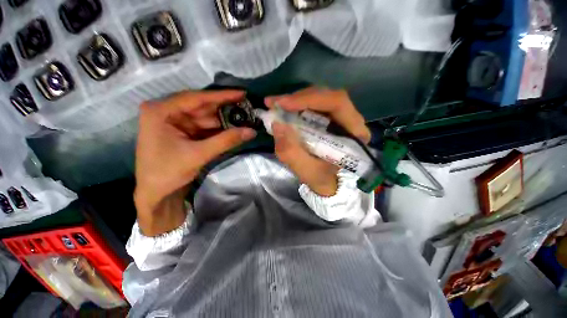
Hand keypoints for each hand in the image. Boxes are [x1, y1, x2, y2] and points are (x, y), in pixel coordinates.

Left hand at [135, 90, 255, 235]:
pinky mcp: (183, 132)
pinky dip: (219, 129)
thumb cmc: (167, 173)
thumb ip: (226, 141)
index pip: (196, 98)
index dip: (221, 96)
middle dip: (225, 110)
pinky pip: (205, 127)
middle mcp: (167, 112)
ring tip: (245, 119)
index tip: (241, 93)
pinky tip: (234, 128)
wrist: (156, 194)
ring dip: (225, 120)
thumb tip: (252, 131)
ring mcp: (176, 122)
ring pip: (206, 118)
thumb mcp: (198, 155)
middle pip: (202, 107)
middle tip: (247, 108)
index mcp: (161, 111)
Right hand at [265, 88, 370, 196]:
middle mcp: (351, 119)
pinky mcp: (328, 117)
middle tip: (274, 103)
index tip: (284, 104)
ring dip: (295, 100)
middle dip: (298, 98)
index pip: (337, 103)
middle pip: (326, 96)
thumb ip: (291, 153)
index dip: (309, 99)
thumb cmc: (322, 178)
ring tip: (276, 105)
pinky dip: (296, 105)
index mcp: (354, 133)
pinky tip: (284, 108)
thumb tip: (277, 125)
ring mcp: (339, 116)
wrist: (327, 180)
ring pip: (318, 97)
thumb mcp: (306, 171)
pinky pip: (313, 104)